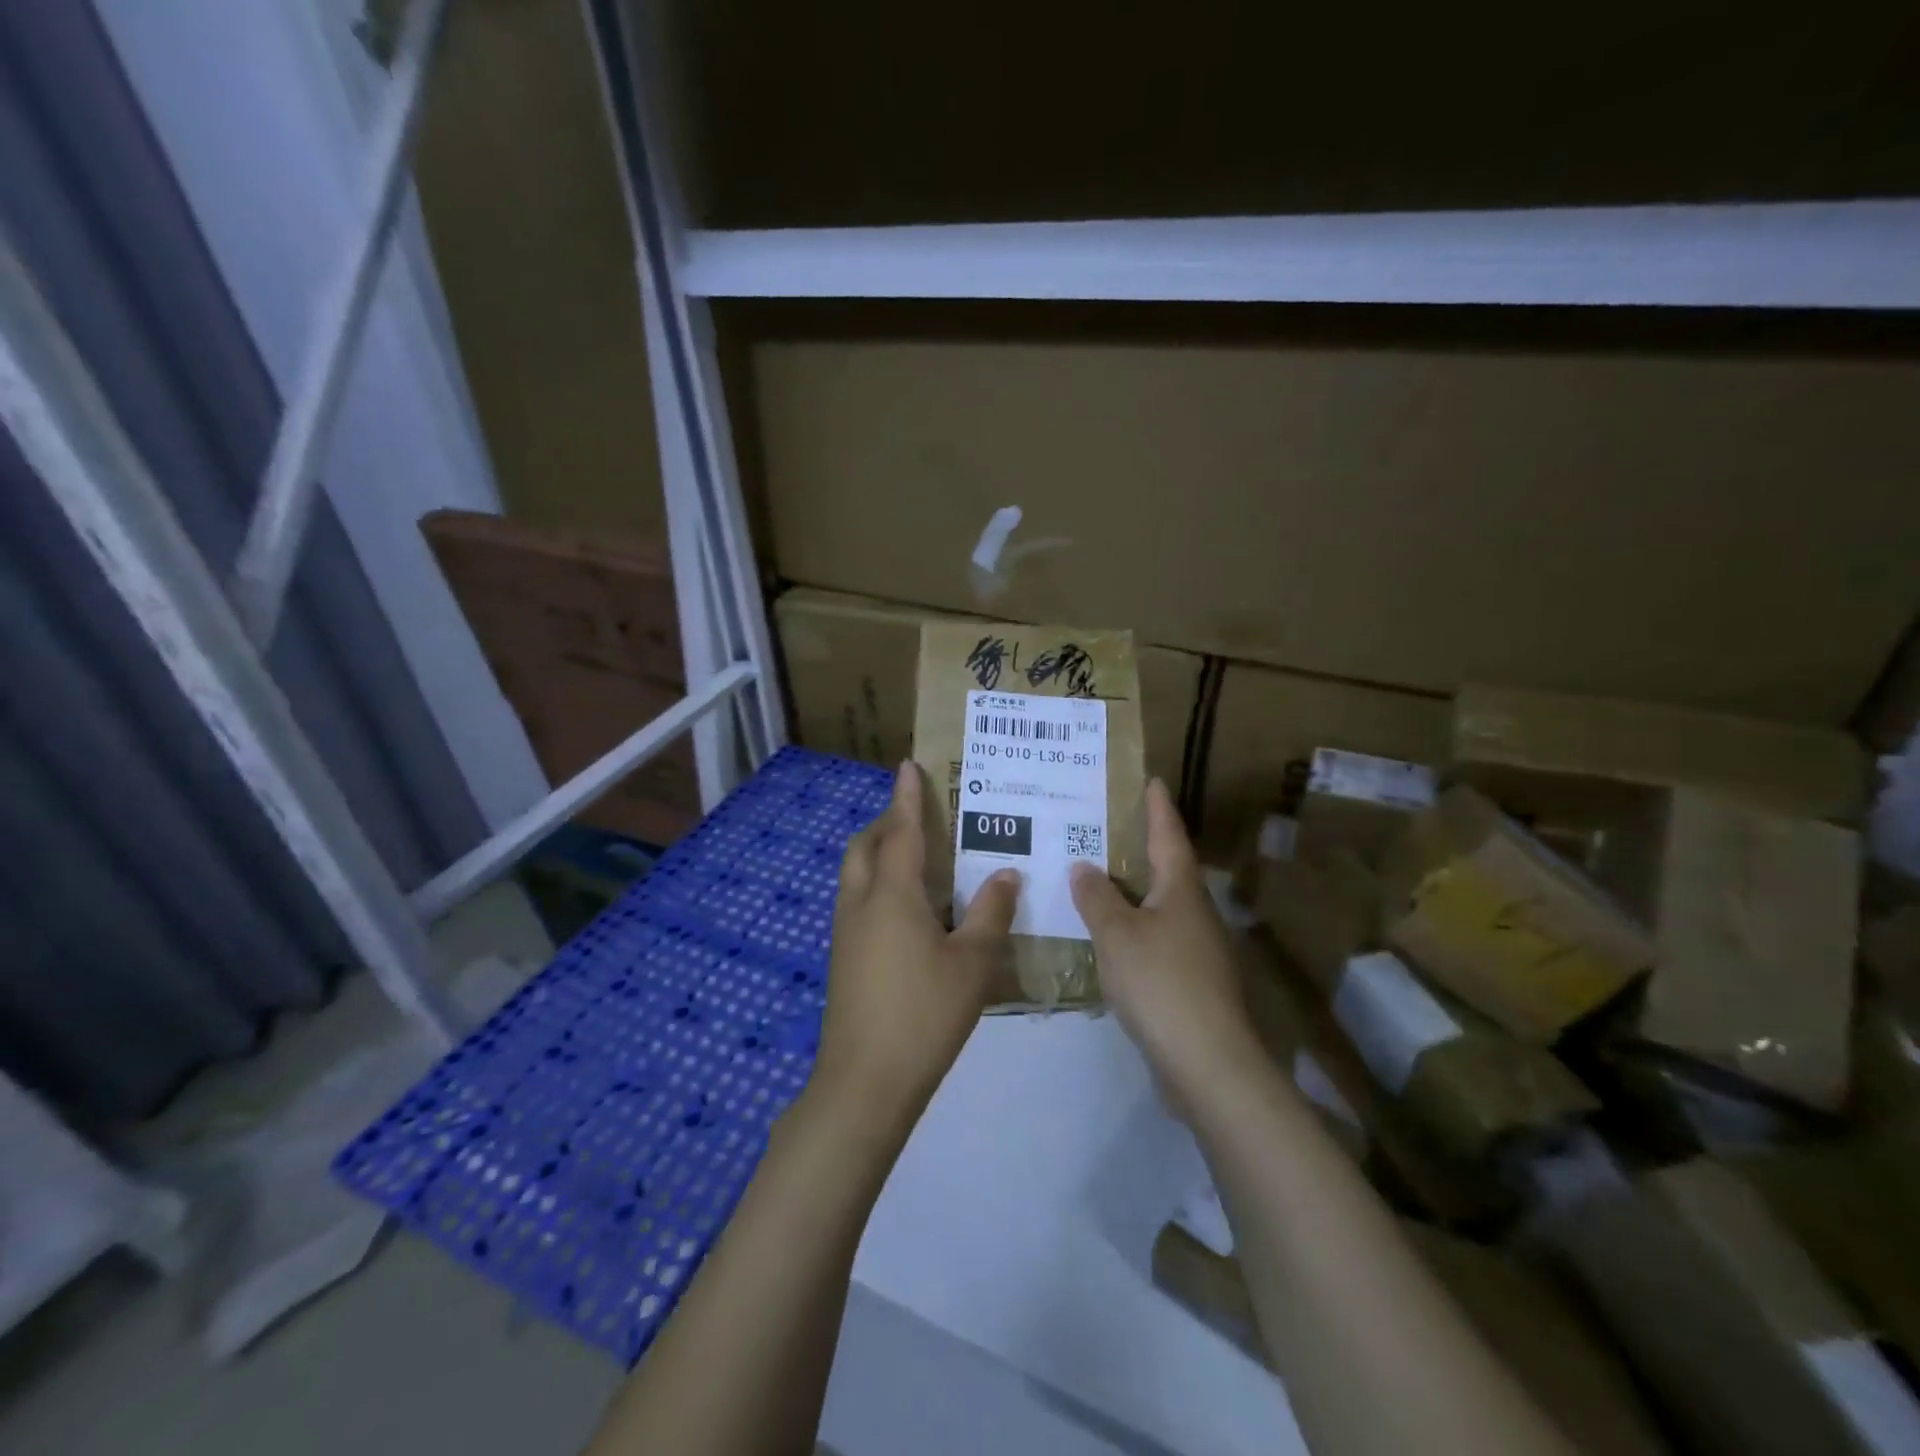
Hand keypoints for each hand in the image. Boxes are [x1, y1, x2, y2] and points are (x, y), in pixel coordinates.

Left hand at [811, 762, 1019, 1134]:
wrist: (865, 1080)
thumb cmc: (923, 1013)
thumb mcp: (971, 963)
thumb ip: (991, 914)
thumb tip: (1006, 874)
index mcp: (892, 894)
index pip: (901, 831)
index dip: (906, 797)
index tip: (907, 765)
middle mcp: (861, 902)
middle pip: (865, 846)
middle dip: (887, 822)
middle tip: (920, 817)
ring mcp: (846, 931)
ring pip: (856, 873)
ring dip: (879, 853)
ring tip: (919, 858)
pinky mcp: (843, 957)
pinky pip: (858, 900)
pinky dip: (877, 884)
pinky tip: (910, 910)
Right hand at [1070, 779, 1261, 1111]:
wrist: (1207, 1063)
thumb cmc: (1161, 983)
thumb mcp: (1117, 934)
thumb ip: (1097, 898)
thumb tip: (1084, 866)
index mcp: (1181, 889)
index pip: (1169, 835)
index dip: (1157, 807)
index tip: (1151, 780)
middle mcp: (1194, 911)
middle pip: (1167, 868)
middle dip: (1140, 846)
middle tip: (1104, 826)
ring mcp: (1196, 948)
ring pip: (1159, 905)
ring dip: (1132, 889)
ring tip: (1096, 876)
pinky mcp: (1189, 981)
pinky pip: (1155, 938)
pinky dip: (1132, 927)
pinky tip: (1107, 935)